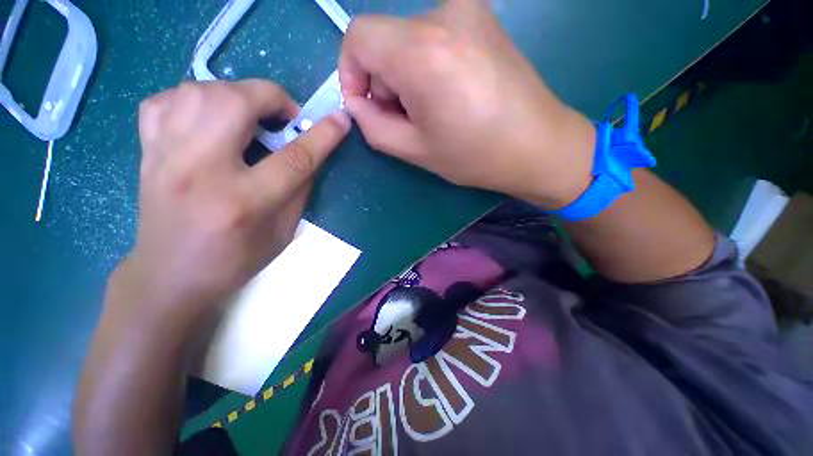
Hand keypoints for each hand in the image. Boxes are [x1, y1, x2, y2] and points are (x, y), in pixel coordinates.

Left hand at [121, 79, 349, 322]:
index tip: (341, 120)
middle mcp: (199, 170)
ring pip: (199, 91)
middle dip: (273, 98)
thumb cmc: (235, 260)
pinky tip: (210, 119)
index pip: (293, 158)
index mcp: (243, 202)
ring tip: (251, 117)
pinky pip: (167, 100)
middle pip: (236, 103)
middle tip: (285, 118)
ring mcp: (164, 156)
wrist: (169, 275)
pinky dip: (195, 99)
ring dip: (237, 95)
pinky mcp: (147, 151)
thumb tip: (311, 152)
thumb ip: (300, 189)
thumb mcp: (284, 232)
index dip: (323, 135)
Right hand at [340, 0, 595, 208]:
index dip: (351, 72)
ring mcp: (469, 9)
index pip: (359, 37)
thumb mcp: (414, 150)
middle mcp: (444, 15)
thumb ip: (373, 126)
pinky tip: (448, 94)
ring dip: (406, 75)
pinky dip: (426, 64)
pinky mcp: (483, 18)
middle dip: (384, 81)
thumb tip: (357, 104)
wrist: (538, 145)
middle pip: (384, 39)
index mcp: (422, 52)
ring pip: (407, 38)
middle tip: (407, 119)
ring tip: (432, 110)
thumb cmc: (475, 156)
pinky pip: (433, 36)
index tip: (365, 105)